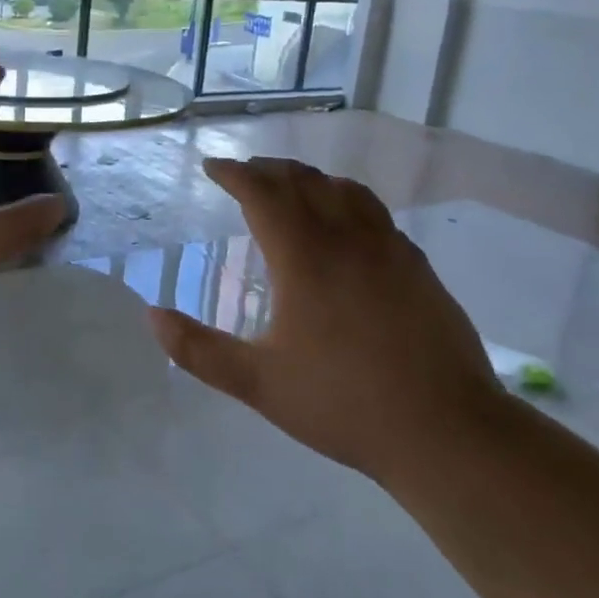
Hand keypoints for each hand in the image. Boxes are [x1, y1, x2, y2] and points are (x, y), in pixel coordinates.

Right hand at [148, 157, 502, 488]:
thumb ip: (199, 350)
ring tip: (292, 187)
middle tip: (245, 173)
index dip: (235, 174)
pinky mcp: (418, 267)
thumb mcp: (259, 384)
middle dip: (269, 170)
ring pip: (346, 191)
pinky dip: (348, 200)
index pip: (263, 194)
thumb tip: (152, 316)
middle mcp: (347, 239)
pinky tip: (347, 225)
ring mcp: (390, 250)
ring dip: (310, 179)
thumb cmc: (343, 404)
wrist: (446, 430)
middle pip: (304, 182)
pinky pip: (376, 213)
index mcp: (304, 258)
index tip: (214, 168)